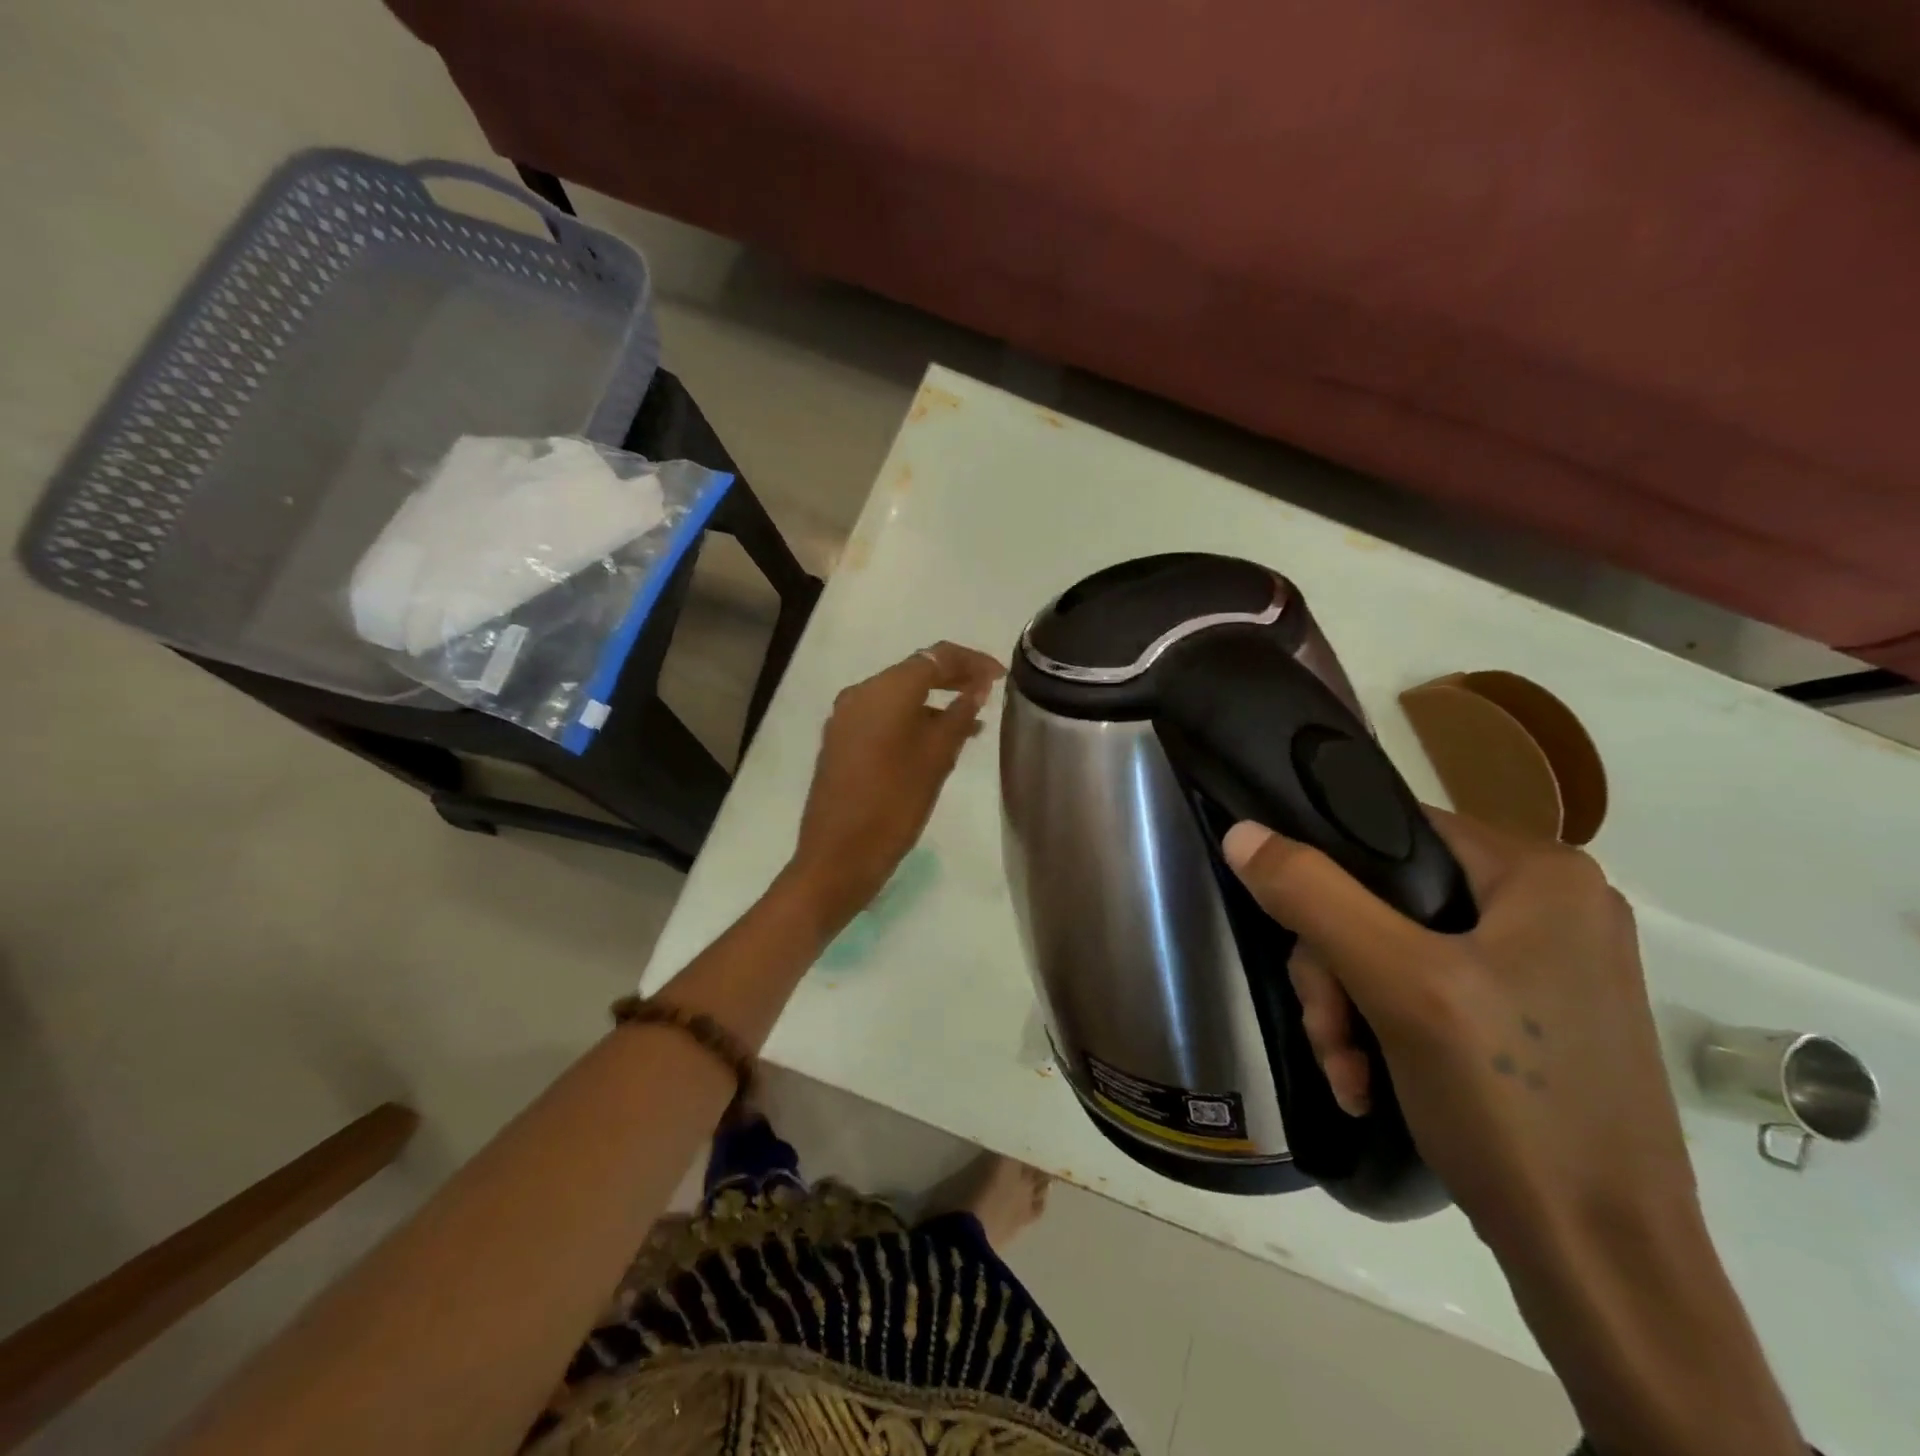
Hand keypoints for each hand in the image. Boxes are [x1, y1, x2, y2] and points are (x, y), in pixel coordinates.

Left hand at [786, 642, 1004, 926]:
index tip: (1001, 675)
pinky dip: (912, 720)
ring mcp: (846, 718)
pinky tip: (936, 742)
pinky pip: (883, 717)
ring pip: (898, 696)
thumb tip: (976, 688)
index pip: (935, 656)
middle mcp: (860, 694)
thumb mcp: (936, 759)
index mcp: (884, 691)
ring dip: (933, 702)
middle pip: (914, 672)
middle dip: (953, 678)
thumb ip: (958, 716)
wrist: (837, 857)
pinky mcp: (841, 741)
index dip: (971, 661)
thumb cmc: (893, 805)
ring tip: (971, 724)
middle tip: (988, 692)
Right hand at [1222, 812, 1696, 1249]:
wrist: (1606, 1269)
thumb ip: (1314, 896)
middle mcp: (1550, 906)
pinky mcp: (1530, 1017)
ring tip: (1346, 1071)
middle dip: (1337, 968)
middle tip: (1328, 1031)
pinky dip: (1385, 1031)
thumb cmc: (1512, 1106)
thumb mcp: (1398, 986)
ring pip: (1396, 948)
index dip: (1327, 872)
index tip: (1298, 938)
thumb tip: (1241, 831)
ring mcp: (1544, 965)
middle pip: (1387, 899)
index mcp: (1540, 874)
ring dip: (1351, 1008)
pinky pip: (1426, 990)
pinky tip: (1369, 1083)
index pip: (1392, 830)